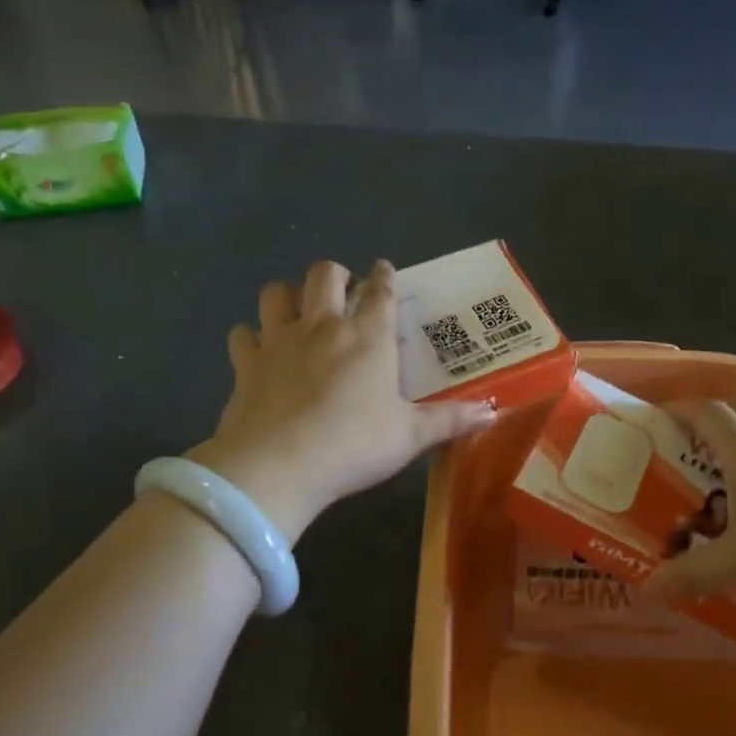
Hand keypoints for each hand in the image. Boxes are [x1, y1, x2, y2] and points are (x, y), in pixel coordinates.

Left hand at [185, 260, 494, 542]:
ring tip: (297, 310)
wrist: (279, 465)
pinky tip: (257, 351)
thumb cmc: (355, 444)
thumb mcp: (411, 436)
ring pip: (277, 293)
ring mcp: (279, 341)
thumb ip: (451, 420)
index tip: (384, 270)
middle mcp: (323, 327)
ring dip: (288, 295)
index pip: (380, 292)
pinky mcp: (246, 364)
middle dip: (335, 274)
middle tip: (342, 289)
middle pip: (324, 275)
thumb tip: (492, 411)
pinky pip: (243, 335)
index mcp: (368, 337)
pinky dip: (250, 337)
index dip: (384, 276)